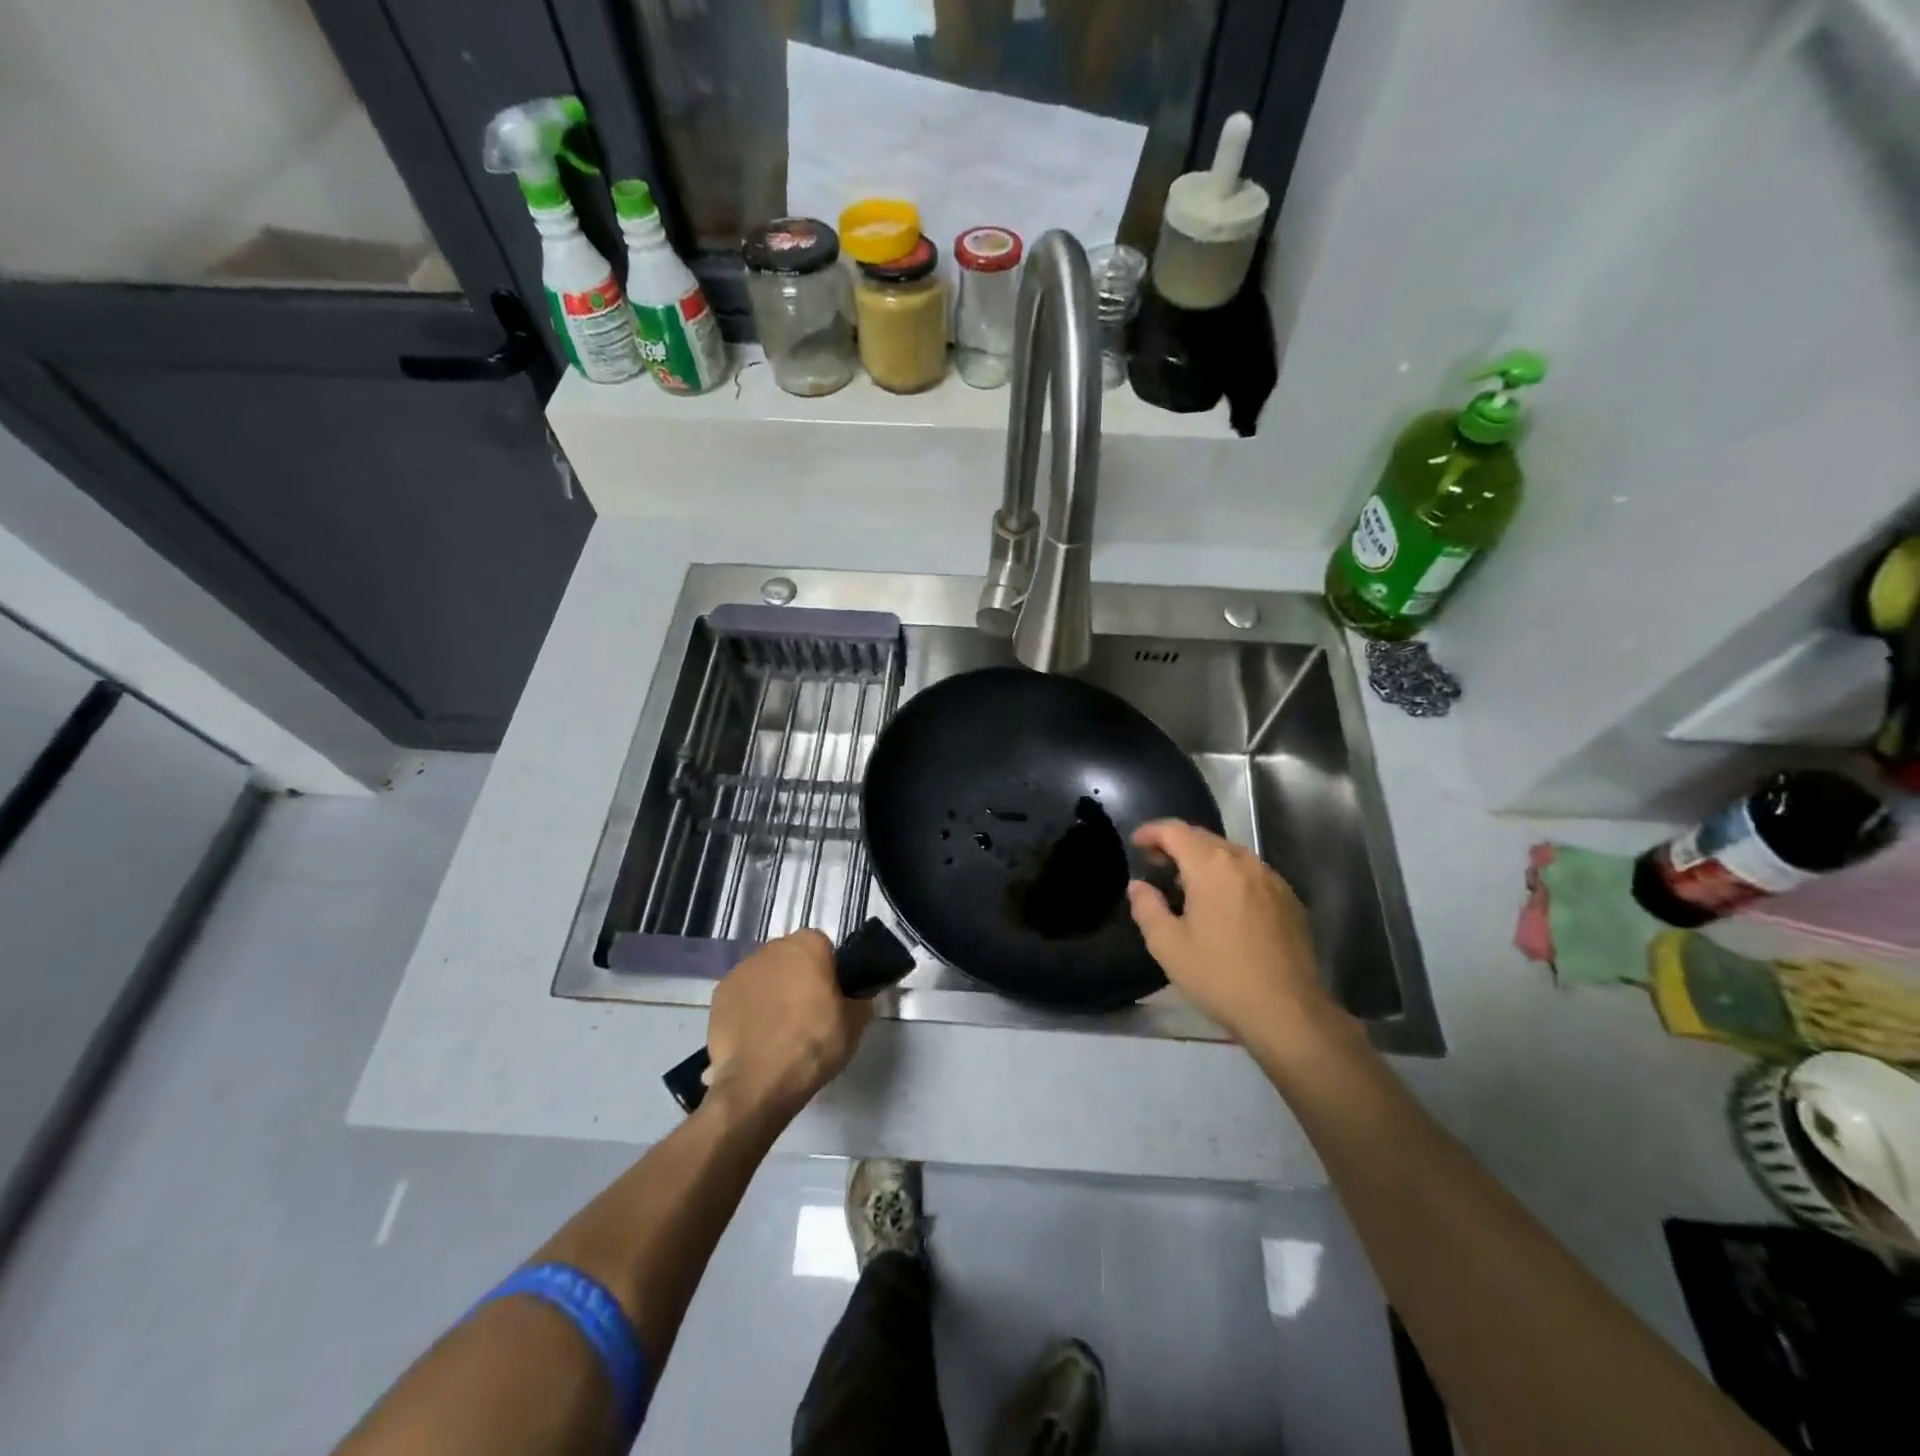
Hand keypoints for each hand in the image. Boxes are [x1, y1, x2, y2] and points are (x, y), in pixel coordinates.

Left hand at [705, 930, 871, 1118]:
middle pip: (790, 958)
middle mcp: (771, 948)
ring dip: (771, 993)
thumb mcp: (855, 1023)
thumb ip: (859, 1000)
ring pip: (764, 976)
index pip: (823, 947)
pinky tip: (755, 1038)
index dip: (828, 971)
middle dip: (797, 978)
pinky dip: (748, 1010)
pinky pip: (742, 997)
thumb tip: (857, 996)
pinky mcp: (718, 996)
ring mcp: (741, 970)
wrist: (759, 1082)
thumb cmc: (814, 1044)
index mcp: (807, 945)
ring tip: (777, 1031)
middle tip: (806, 1013)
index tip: (831, 997)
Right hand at [1127, 821, 1347, 1050]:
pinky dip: (1229, 876)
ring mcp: (1271, 878)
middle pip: (1204, 838)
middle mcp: (1244, 862)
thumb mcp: (1168, 946)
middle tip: (1155, 864)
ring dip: (1204, 860)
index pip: (1175, 831)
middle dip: (1176, 844)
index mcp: (1211, 867)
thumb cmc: (1220, 976)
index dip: (1151, 831)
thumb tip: (1139, 886)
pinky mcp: (1289, 899)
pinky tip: (1223, 904)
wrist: (1288, 1012)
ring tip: (1187, 884)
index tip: (1136, 843)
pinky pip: (1251, 874)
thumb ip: (1147, 907)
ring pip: (1230, 854)